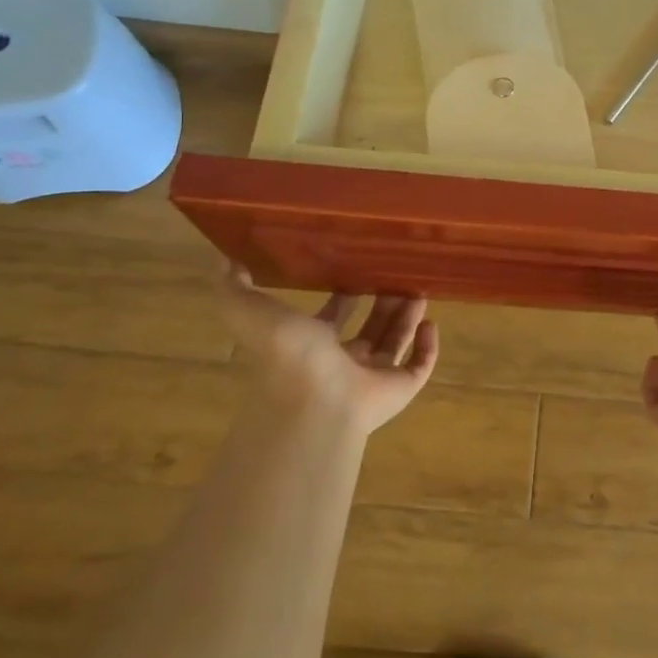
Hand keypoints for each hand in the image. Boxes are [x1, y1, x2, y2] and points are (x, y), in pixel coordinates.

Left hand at [219, 266, 438, 436]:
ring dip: (406, 317)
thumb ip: (235, 287)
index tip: (358, 267)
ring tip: (419, 288)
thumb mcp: (249, 310)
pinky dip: (428, 347)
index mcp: (311, 345)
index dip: (343, 296)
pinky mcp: (399, 388)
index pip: (331, 317)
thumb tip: (226, 258)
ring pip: (395, 342)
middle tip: (397, 273)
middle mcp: (343, 362)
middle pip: (369, 329)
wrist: (314, 400)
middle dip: (382, 302)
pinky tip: (431, 323)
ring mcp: (372, 377)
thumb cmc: (287, 354)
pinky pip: (419, 366)